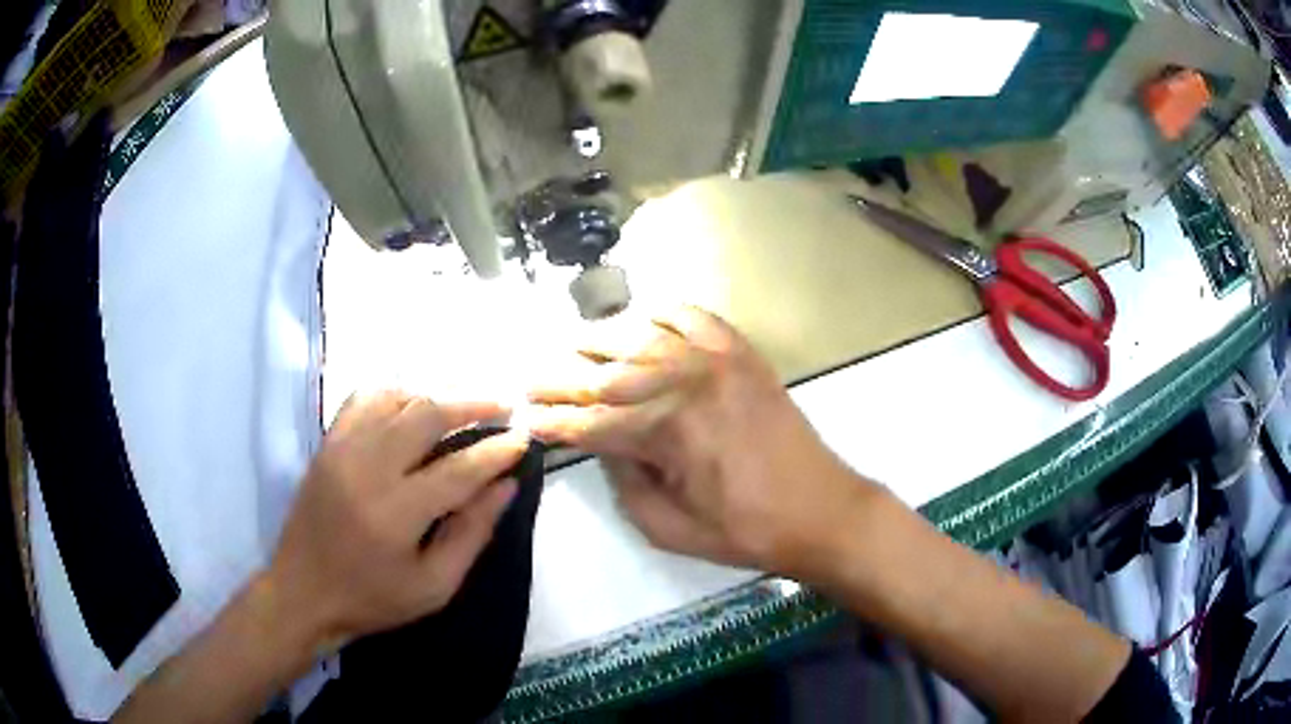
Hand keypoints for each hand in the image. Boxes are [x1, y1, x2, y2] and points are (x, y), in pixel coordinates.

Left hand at [265, 391, 528, 650]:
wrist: (303, 591)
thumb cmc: (372, 599)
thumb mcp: (434, 586)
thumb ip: (472, 533)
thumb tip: (506, 486)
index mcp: (396, 513)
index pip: (458, 469)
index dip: (496, 451)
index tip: (523, 438)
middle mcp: (367, 468)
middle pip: (426, 415)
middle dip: (472, 405)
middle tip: (503, 408)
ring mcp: (342, 449)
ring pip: (396, 398)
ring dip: (435, 397)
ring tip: (462, 408)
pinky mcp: (328, 443)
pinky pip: (364, 398)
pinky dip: (395, 394)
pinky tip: (411, 408)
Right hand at [528, 307, 874, 576]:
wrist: (819, 509)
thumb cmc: (743, 530)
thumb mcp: (667, 527)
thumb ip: (624, 482)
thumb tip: (603, 443)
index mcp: (665, 430)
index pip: (590, 422)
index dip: (553, 422)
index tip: (525, 418)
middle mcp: (684, 382)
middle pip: (605, 373)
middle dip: (560, 378)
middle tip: (530, 378)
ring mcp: (715, 358)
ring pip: (641, 335)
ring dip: (599, 339)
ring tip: (572, 344)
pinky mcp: (741, 352)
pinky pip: (692, 316)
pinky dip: (662, 312)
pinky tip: (642, 318)